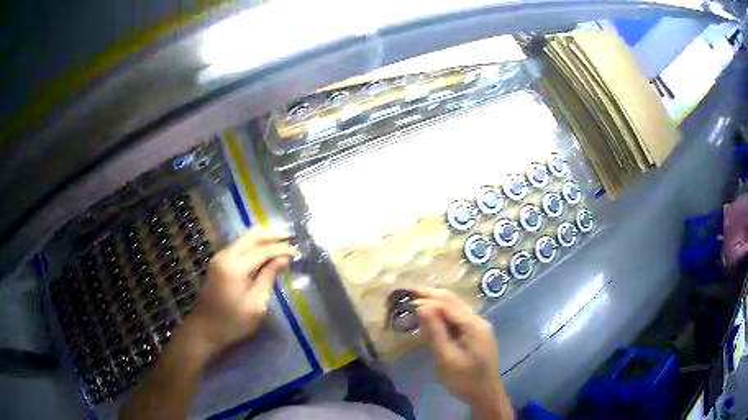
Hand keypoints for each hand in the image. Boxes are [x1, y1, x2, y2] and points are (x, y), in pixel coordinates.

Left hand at [184, 227, 295, 355]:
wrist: (205, 329)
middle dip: (271, 235)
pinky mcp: (218, 263)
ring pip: (244, 239)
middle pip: (251, 236)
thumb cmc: (233, 323)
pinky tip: (264, 250)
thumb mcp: (256, 305)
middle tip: (290, 237)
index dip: (280, 249)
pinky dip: (253, 245)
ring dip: (262, 238)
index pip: (262, 250)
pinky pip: (238, 246)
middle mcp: (225, 256)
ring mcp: (219, 258)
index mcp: (234, 267)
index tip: (296, 251)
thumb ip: (268, 278)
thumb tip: (282, 259)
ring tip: (281, 241)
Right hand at [415, 289, 510, 417]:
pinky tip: (432, 318)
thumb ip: (435, 332)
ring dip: (437, 304)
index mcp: (474, 325)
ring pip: (456, 309)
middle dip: (432, 296)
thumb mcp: (447, 358)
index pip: (448, 304)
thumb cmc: (465, 380)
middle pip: (454, 302)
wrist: (486, 394)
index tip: (407, 300)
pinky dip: (444, 315)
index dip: (427, 300)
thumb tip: (422, 307)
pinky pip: (458, 319)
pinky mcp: (476, 334)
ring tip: (417, 302)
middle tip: (410, 294)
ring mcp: (479, 327)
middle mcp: (478, 320)